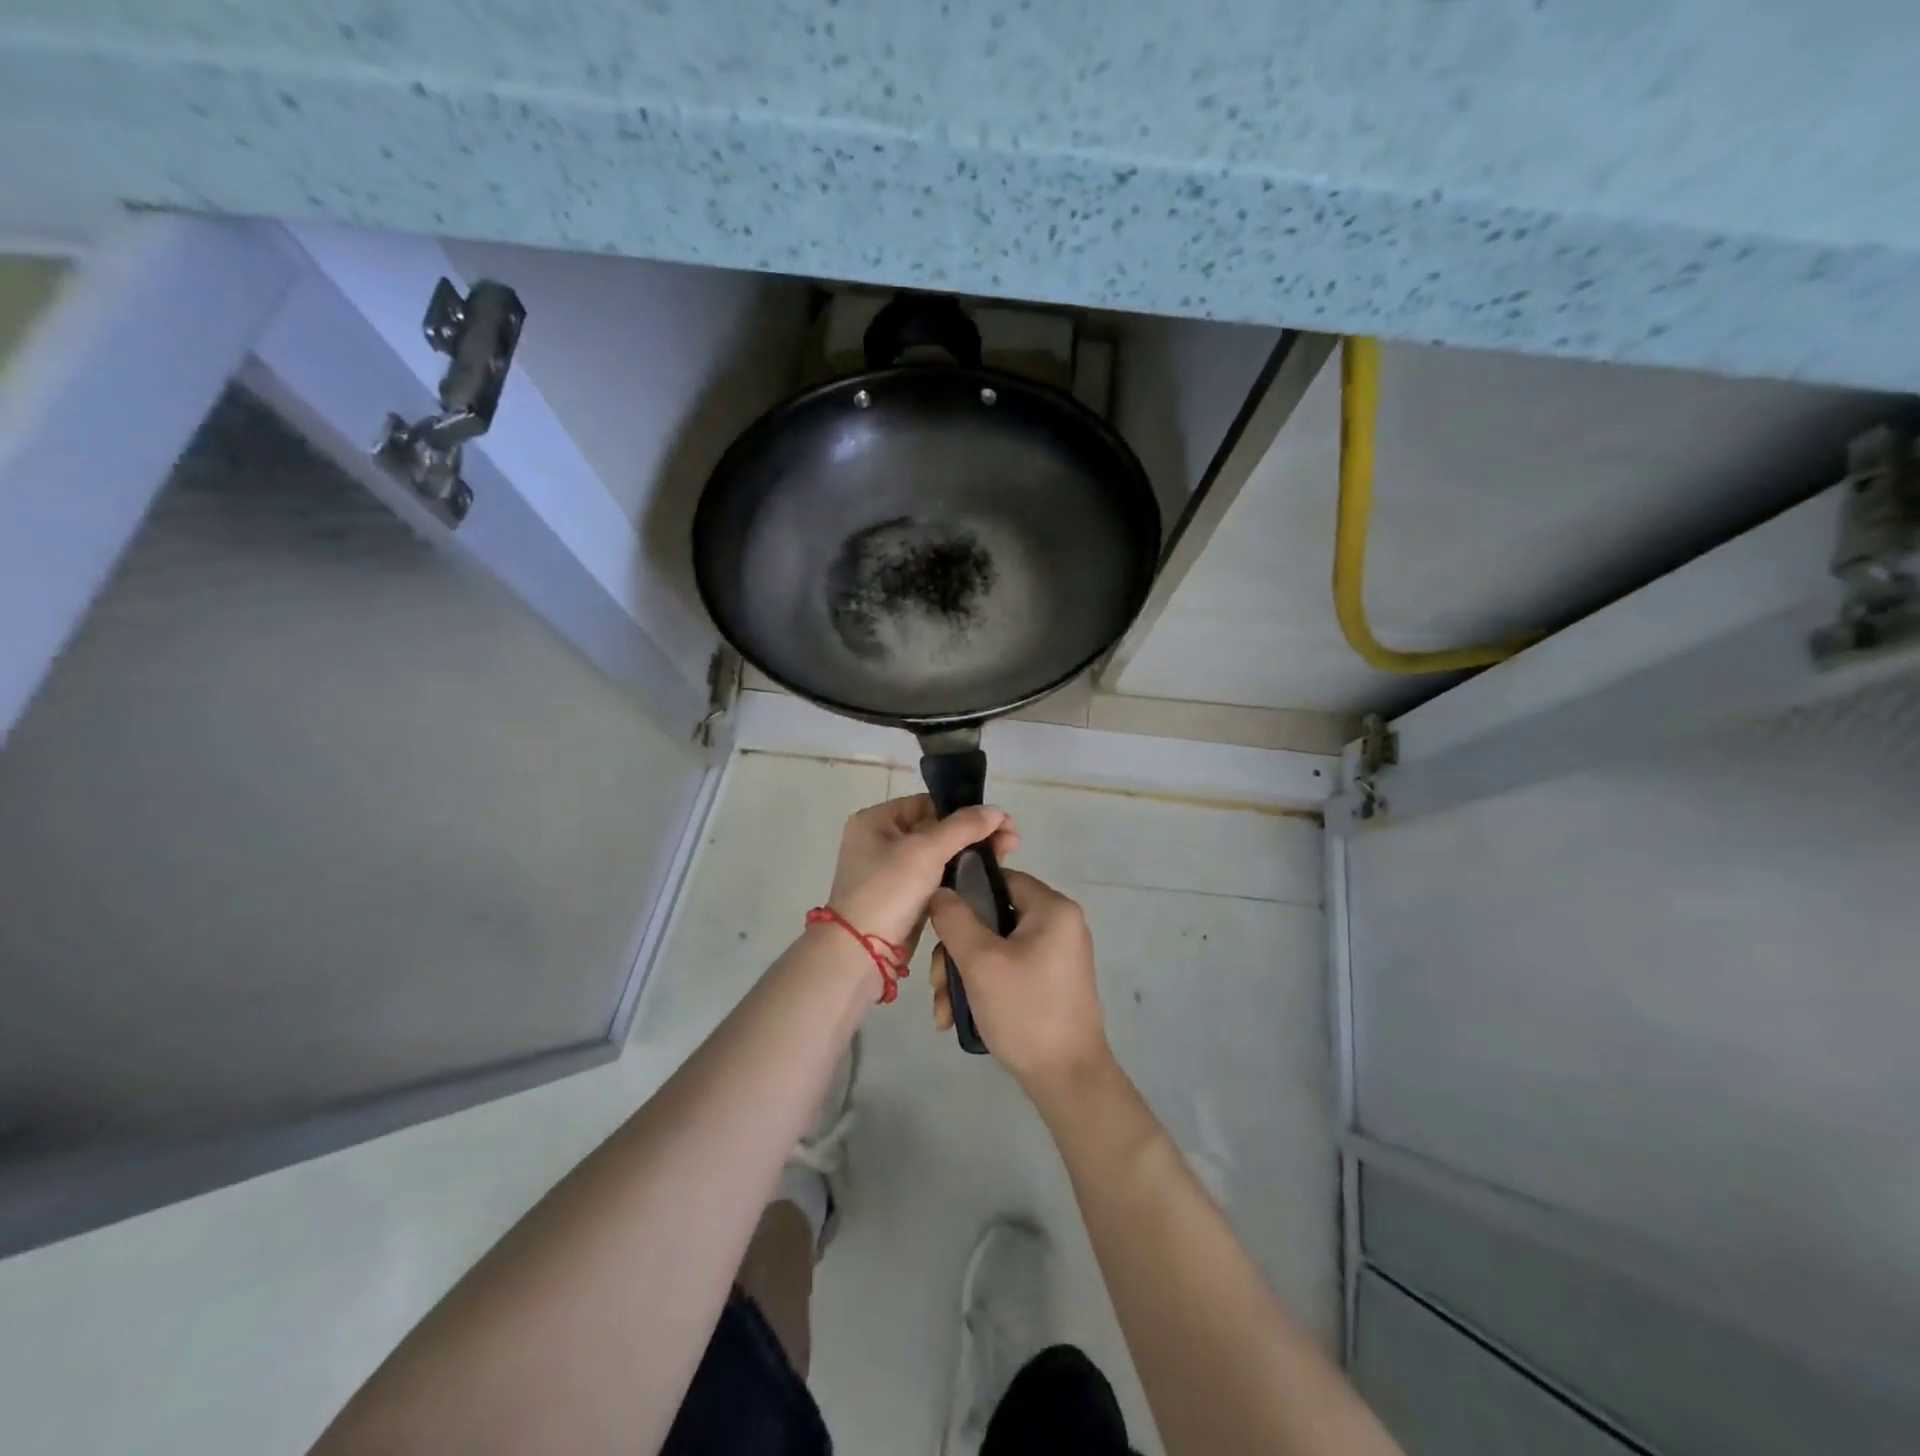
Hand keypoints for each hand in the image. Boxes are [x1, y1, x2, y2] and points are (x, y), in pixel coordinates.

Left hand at [825, 795, 1018, 955]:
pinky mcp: (901, 898)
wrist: (861, 954)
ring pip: (938, 855)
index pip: (929, 804)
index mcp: (876, 820)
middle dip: (973, 834)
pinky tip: (983, 878)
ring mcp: (890, 871)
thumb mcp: (926, 851)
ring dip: (969, 855)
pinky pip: (934, 878)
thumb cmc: (888, 891)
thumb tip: (996, 811)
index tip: (1001, 823)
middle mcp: (880, 841)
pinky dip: (957, 876)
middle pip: (936, 828)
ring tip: (1005, 859)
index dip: (965, 811)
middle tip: (1012, 843)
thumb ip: (963, 827)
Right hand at [928, 870, 1109, 1090]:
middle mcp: (1058, 925)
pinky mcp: (1048, 982)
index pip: (1000, 878)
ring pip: (994, 948)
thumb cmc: (1025, 1011)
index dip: (963, 893)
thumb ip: (954, 919)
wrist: (1068, 1080)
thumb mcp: (981, 961)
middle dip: (956, 951)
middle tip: (938, 983)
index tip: (936, 921)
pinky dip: (982, 988)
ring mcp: (1054, 956)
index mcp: (1052, 908)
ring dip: (962, 975)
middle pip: (992, 918)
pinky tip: (957, 1017)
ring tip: (944, 1010)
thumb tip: (940, 891)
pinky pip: (1007, 969)